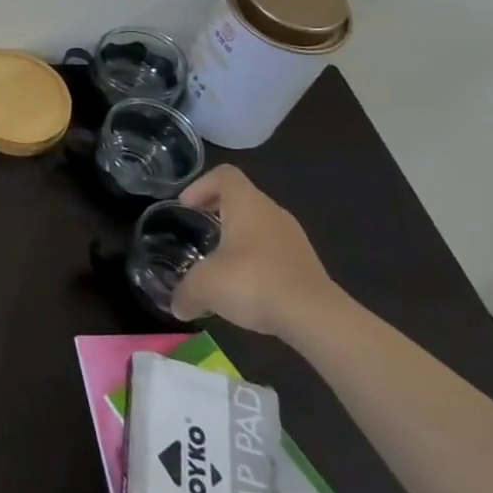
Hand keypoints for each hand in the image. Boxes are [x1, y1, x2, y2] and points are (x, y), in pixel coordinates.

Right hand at [169, 165, 341, 337]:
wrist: (315, 317)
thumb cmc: (253, 282)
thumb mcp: (205, 287)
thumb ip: (185, 293)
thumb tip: (177, 307)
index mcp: (247, 204)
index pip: (224, 175)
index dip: (201, 185)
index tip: (186, 207)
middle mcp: (272, 212)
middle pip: (241, 199)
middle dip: (217, 213)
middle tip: (199, 233)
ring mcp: (294, 238)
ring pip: (259, 225)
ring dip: (238, 238)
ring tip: (221, 263)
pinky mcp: (307, 264)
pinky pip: (275, 250)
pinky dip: (257, 260)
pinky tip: (247, 287)